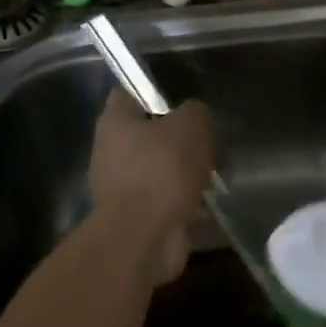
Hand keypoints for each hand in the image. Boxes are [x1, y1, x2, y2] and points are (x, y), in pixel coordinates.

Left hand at [88, 93, 214, 285]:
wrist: (145, 237)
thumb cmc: (162, 170)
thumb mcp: (191, 125)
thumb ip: (195, 111)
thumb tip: (194, 116)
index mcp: (115, 121)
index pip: (130, 91)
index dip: (156, 89)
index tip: (184, 96)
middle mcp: (111, 150)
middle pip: (148, 131)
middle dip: (177, 135)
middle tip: (207, 137)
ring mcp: (120, 185)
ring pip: (158, 167)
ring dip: (183, 170)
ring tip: (214, 171)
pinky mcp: (135, 215)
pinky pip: (164, 198)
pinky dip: (184, 200)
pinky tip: (208, 200)